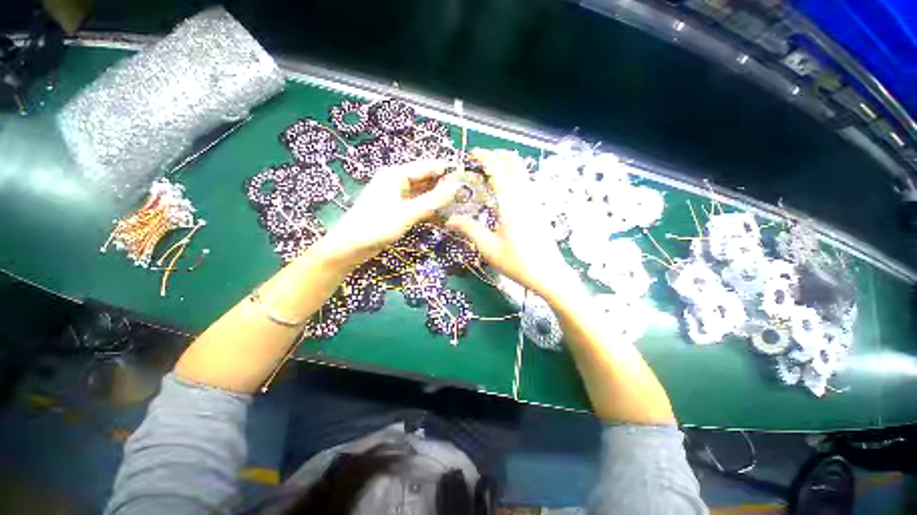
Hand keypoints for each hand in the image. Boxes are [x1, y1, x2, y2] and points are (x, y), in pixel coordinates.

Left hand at [314, 159, 460, 267]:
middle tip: (466, 194)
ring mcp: (397, 197)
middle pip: (426, 179)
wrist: (350, 246)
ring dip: (438, 199)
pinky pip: (417, 206)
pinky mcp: (397, 210)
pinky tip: (442, 216)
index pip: (428, 166)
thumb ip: (433, 200)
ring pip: (423, 194)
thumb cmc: (376, 226)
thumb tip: (456, 187)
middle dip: (444, 186)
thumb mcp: (408, 213)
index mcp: (397, 174)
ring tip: (459, 205)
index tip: (467, 177)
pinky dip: (429, 210)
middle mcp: (397, 182)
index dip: (447, 170)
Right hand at [446, 149, 577, 299]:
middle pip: (515, 163)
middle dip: (498, 156)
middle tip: (482, 162)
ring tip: (489, 176)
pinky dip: (513, 179)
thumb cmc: (516, 262)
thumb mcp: (488, 247)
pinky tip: (503, 194)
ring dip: (506, 167)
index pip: (498, 168)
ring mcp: (535, 202)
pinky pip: (525, 185)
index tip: (473, 154)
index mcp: (510, 202)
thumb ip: (468, 229)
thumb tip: (450, 220)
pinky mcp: (539, 210)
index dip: (485, 156)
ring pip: (522, 173)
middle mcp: (524, 196)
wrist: (548, 274)